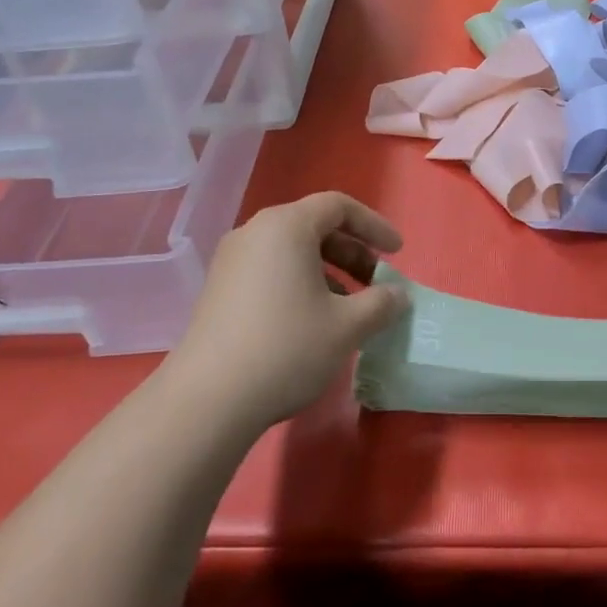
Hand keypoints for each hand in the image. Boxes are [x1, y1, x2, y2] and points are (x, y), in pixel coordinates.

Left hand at [167, 192, 406, 431]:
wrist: (208, 400)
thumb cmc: (287, 347)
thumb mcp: (348, 326)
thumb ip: (382, 303)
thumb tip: (398, 296)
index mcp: (286, 226)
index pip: (338, 206)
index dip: (374, 225)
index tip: (397, 253)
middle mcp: (255, 232)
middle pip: (314, 226)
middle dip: (352, 251)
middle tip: (377, 282)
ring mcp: (231, 261)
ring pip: (291, 251)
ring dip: (328, 271)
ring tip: (348, 307)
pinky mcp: (219, 290)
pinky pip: (270, 270)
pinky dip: (300, 283)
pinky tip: (312, 321)